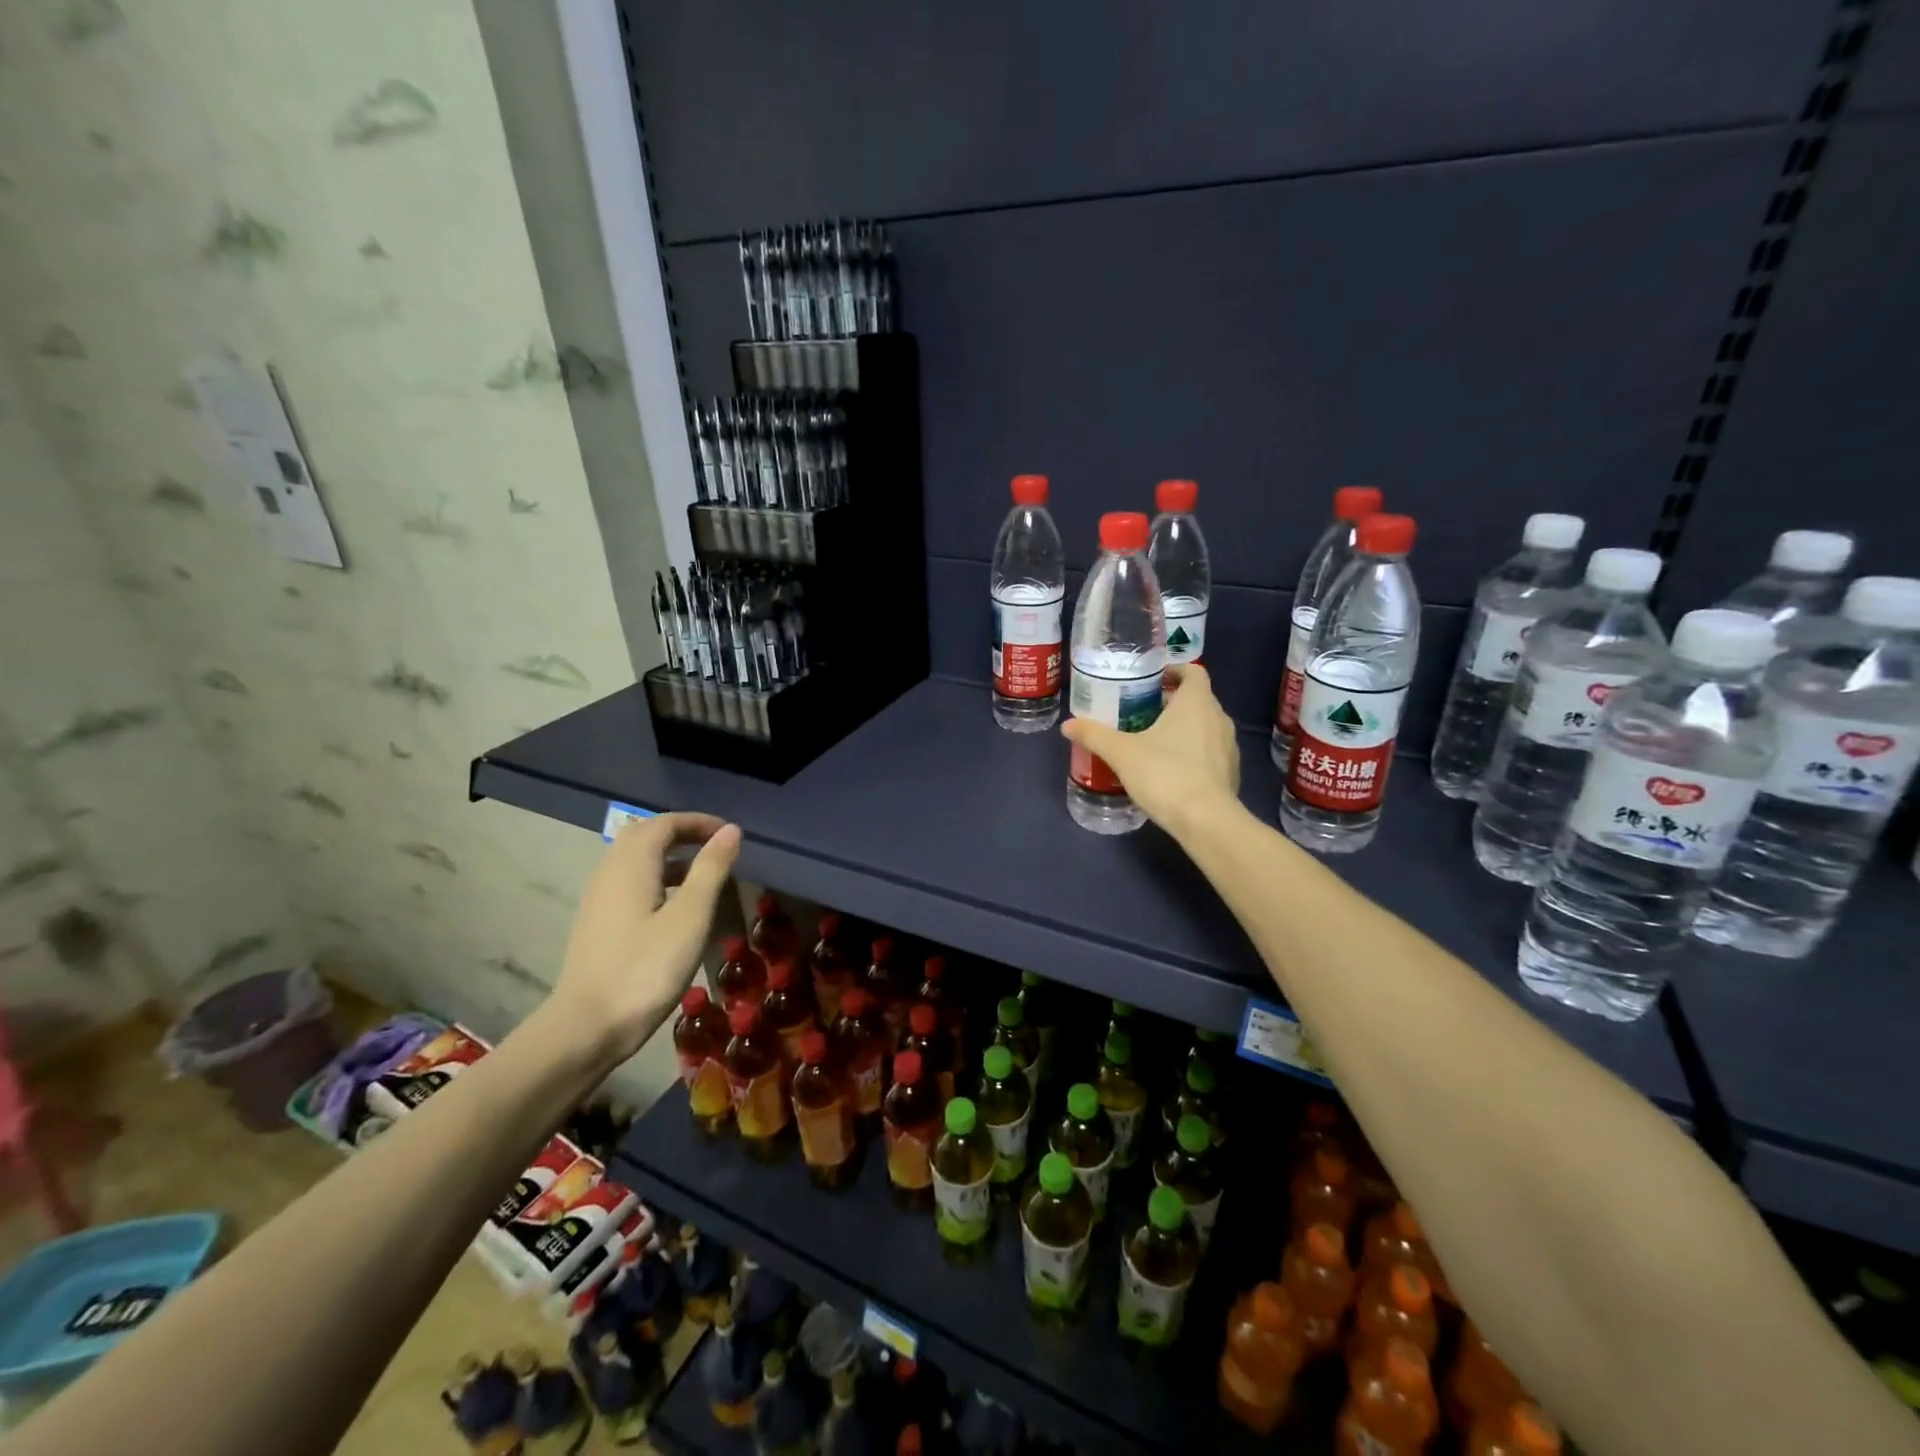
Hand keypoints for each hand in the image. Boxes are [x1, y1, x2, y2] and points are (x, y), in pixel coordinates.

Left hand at [550, 812, 741, 1063]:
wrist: (587, 1026)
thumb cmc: (646, 968)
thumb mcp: (690, 917)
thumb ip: (711, 869)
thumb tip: (731, 831)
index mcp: (631, 863)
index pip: (665, 822)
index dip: (699, 821)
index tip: (730, 834)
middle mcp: (609, 870)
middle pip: (645, 834)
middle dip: (682, 833)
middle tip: (716, 846)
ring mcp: (598, 897)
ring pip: (634, 858)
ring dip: (669, 855)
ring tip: (703, 873)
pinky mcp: (597, 921)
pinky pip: (628, 880)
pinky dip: (656, 876)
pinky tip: (674, 904)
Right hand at [1060, 665, 1242, 840]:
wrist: (1206, 821)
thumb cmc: (1165, 774)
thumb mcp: (1122, 753)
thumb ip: (1095, 735)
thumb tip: (1068, 725)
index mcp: (1197, 702)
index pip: (1193, 671)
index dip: (1174, 671)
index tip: (1151, 679)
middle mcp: (1219, 718)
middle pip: (1197, 699)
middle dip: (1171, 702)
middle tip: (1140, 710)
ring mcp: (1229, 747)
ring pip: (1204, 726)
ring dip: (1182, 728)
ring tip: (1152, 740)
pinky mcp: (1231, 773)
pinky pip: (1209, 752)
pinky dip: (1192, 752)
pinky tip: (1169, 769)